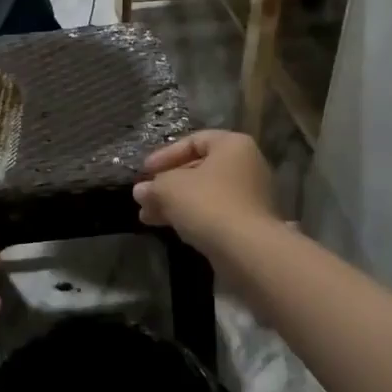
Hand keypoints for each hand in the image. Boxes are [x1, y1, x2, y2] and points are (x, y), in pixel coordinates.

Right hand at [134, 131, 276, 254]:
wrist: (247, 250)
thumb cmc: (208, 204)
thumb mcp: (169, 189)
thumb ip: (152, 186)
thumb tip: (140, 191)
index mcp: (233, 145)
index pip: (193, 141)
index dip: (165, 155)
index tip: (144, 171)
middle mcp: (247, 165)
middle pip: (199, 169)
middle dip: (167, 184)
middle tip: (144, 196)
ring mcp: (251, 196)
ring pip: (205, 194)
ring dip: (175, 203)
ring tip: (147, 216)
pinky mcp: (250, 223)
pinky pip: (215, 212)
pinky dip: (192, 217)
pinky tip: (169, 227)